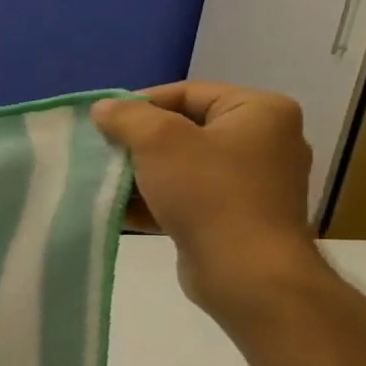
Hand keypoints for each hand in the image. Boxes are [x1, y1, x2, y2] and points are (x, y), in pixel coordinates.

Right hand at [92, 82, 323, 313]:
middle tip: (102, 152)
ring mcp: (252, 183)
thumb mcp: (158, 141)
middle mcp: (264, 142)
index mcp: (259, 112)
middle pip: (183, 129)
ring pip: (181, 166)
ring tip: (105, 182)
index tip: (102, 123)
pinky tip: (120, 210)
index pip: (187, 92)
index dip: (140, 104)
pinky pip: (187, 197)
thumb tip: (103, 108)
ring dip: (141, 174)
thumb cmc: (209, 193)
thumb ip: (127, 117)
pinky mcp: (236, 217)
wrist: (246, 273)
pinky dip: (155, 200)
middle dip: (138, 143)